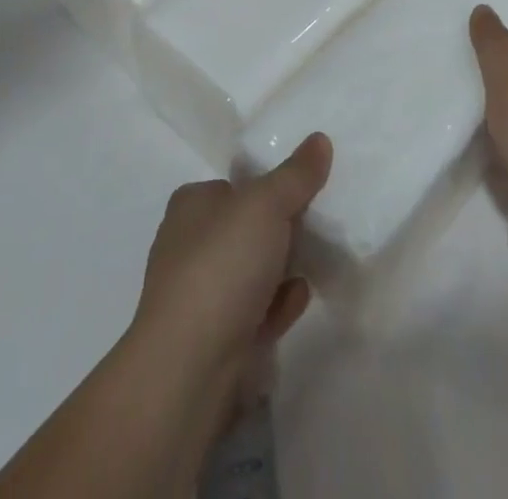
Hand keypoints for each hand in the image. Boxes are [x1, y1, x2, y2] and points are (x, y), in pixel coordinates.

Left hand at [129, 132, 331, 385]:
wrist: (188, 368)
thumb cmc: (221, 266)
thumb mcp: (266, 205)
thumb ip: (296, 174)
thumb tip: (320, 139)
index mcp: (191, 205)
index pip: (234, 185)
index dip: (267, 186)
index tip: (304, 191)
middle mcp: (188, 246)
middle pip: (245, 228)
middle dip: (281, 230)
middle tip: (317, 226)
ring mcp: (199, 296)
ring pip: (251, 272)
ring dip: (283, 269)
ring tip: (317, 261)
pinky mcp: (213, 340)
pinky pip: (255, 312)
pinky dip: (277, 305)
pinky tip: (300, 300)